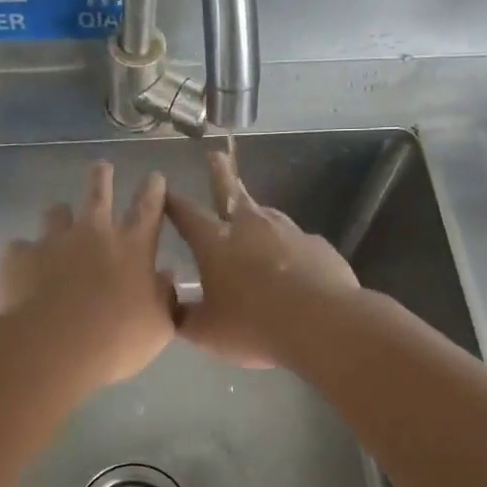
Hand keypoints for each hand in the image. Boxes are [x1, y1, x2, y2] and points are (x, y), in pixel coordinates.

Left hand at [0, 161, 175, 389]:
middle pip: (98, 193)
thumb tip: (165, 277)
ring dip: (59, 215)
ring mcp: (53, 241)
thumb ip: (165, 298)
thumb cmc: (116, 340)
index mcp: (133, 247)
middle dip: (101, 177)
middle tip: (102, 167)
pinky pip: (19, 247)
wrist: (54, 347)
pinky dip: (23, 255)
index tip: (154, 176)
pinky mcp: (19, 256)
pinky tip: (22, 267)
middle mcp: (93, 234)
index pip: (148, 209)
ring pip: (55, 213)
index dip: (153, 190)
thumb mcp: (158, 326)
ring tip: (58, 220)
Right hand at [164, 151, 358, 368]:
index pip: (187, 214)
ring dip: (256, 211)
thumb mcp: (207, 332)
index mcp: (215, 243)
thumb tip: (173, 310)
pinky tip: (292, 263)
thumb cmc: (254, 326)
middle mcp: (250, 227)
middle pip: (230, 191)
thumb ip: (185, 318)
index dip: (173, 202)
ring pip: (266, 213)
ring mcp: (287, 231)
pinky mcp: (316, 245)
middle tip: (216, 154)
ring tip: (253, 216)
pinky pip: (296, 241)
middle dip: (220, 172)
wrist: (321, 323)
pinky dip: (288, 247)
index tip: (165, 189)